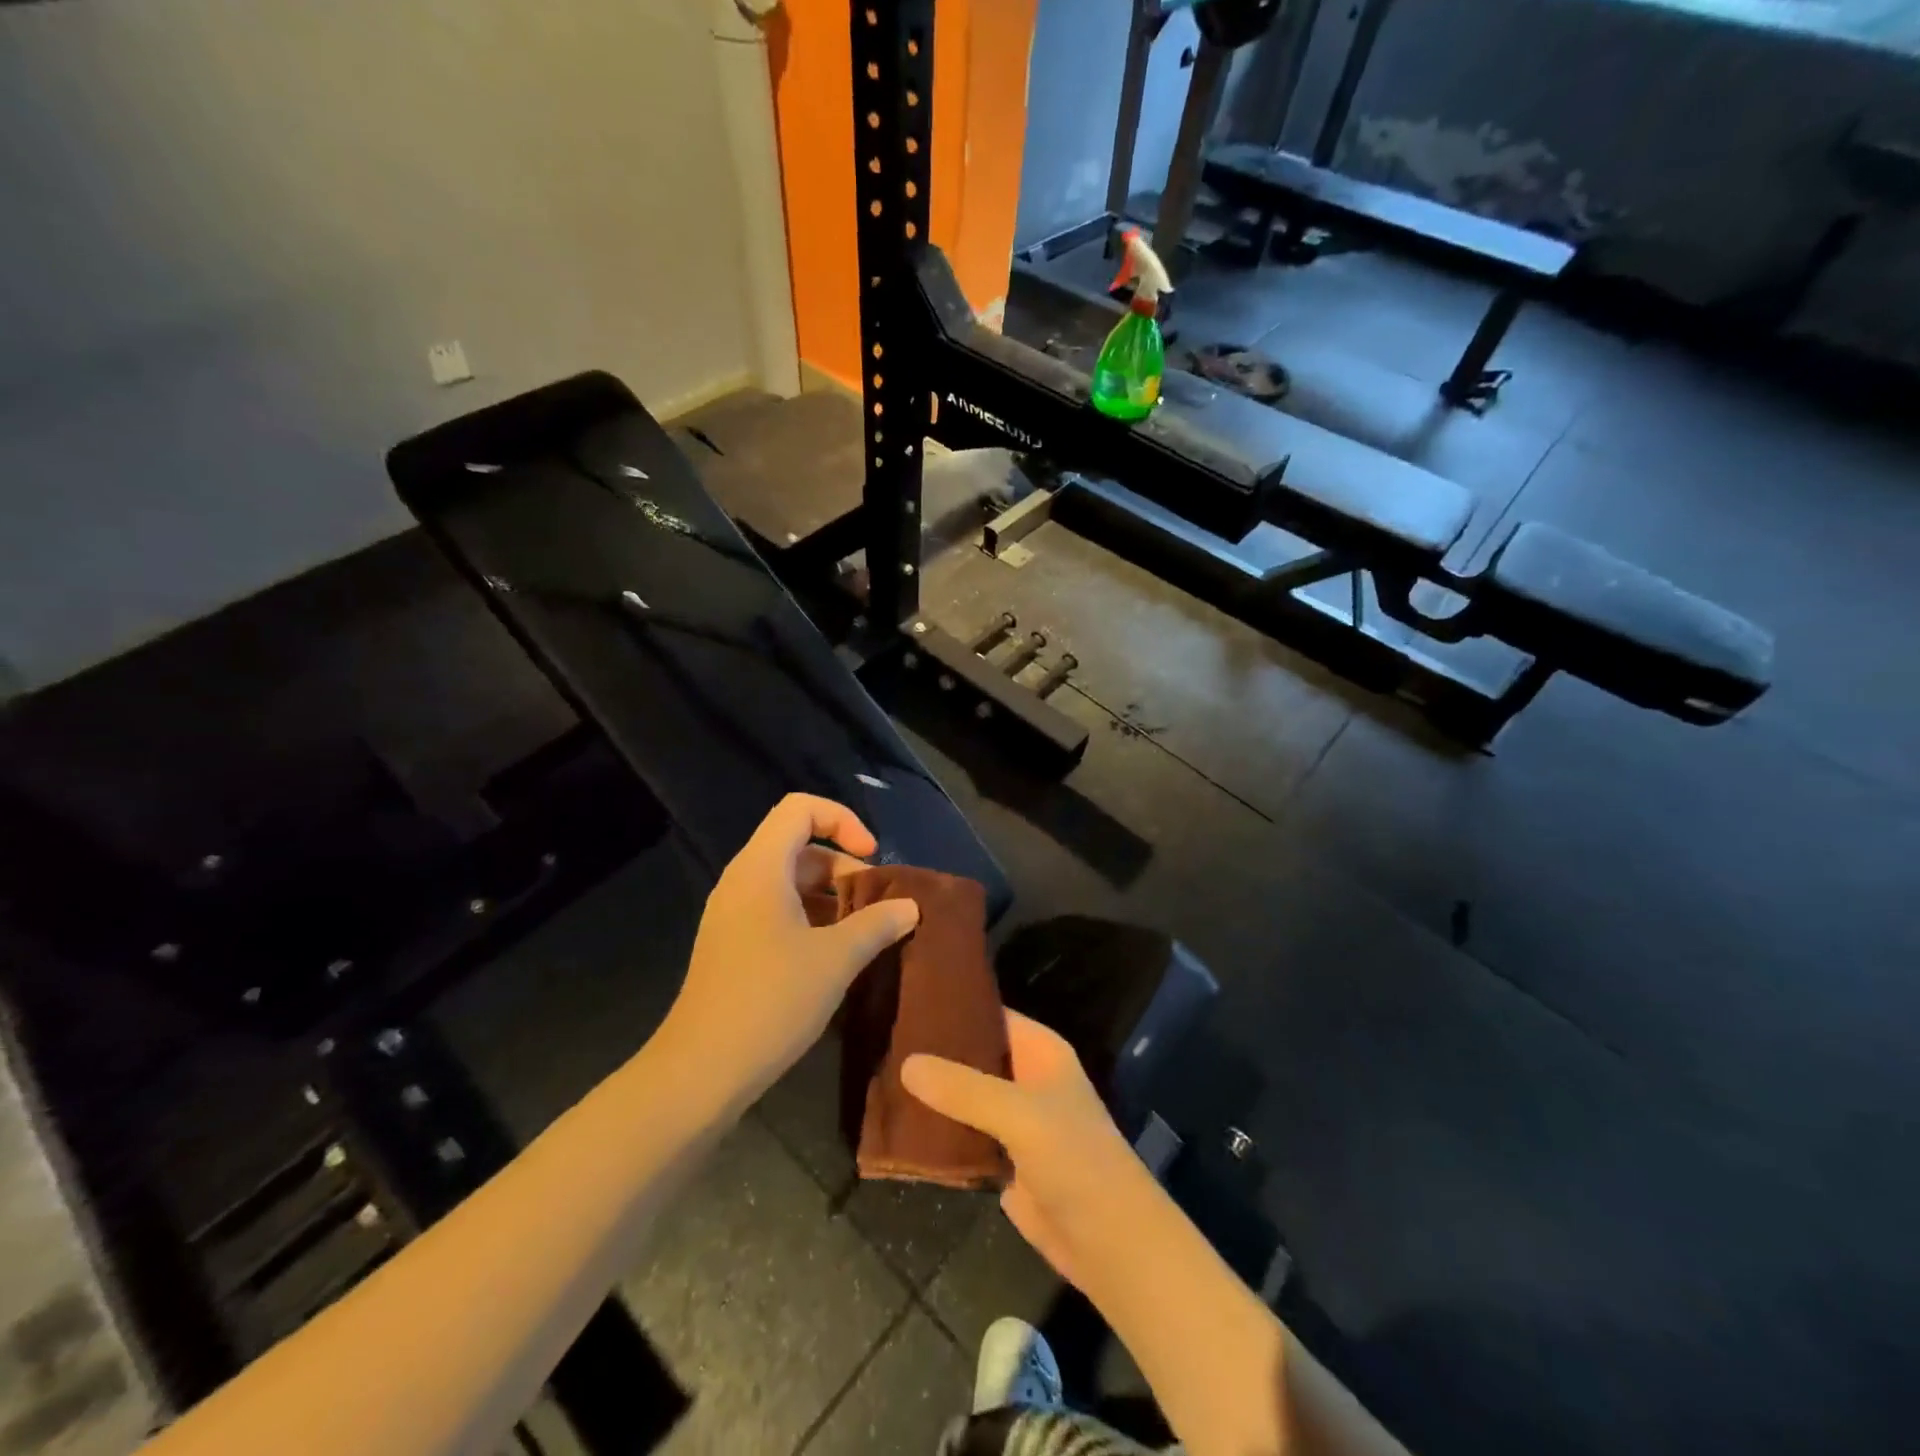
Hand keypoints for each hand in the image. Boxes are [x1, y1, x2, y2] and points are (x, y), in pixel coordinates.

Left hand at [662, 794, 919, 1106]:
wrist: (701, 1071)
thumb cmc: (770, 1000)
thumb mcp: (836, 959)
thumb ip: (877, 924)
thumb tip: (910, 907)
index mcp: (761, 868)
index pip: (800, 809)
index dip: (842, 820)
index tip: (872, 858)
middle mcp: (742, 881)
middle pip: (798, 845)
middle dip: (843, 866)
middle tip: (876, 905)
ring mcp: (732, 915)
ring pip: (789, 882)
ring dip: (830, 897)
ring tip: (862, 932)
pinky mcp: (731, 945)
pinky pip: (776, 910)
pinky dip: (810, 919)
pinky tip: (833, 957)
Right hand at [902, 1011, 1142, 1289]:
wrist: (1109, 1244)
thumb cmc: (1076, 1161)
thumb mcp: (1021, 1114)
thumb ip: (965, 1089)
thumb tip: (906, 1063)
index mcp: (1039, 1051)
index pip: (990, 1014)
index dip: (952, 1007)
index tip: (904, 1001)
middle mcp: (1025, 1077)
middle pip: (972, 1055)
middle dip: (933, 1051)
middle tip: (880, 1037)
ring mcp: (1012, 1120)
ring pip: (963, 1096)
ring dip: (930, 1093)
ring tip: (878, 1074)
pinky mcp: (1001, 1159)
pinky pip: (962, 1134)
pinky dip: (936, 1130)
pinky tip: (896, 1123)